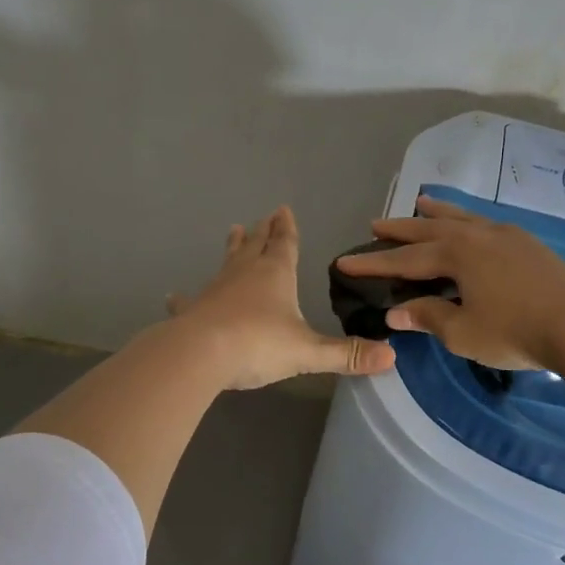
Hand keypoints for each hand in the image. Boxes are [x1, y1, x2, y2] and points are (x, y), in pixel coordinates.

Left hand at [166, 206, 395, 389]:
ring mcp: (215, 290)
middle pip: (255, 246)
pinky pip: (189, 301)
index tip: (283, 209)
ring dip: (232, 249)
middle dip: (262, 231)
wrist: (200, 354)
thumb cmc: (258, 344)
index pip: (284, 244)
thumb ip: (347, 354)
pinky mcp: (192, 311)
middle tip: (263, 217)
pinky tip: (174, 296)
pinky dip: (184, 298)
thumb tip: (391, 356)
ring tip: (233, 231)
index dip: (286, 228)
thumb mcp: (308, 352)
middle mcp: (244, 274)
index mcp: (275, 275)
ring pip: (226, 263)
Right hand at [334, 195, 564, 369]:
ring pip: (461, 218)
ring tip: (420, 204)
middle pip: (429, 229)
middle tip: (375, 224)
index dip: (373, 263)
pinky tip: (469, 225)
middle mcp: (476, 235)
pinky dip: (465, 219)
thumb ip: (428, 317)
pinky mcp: (527, 243)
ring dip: (436, 213)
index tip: (344, 261)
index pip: (404, 259)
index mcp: (456, 255)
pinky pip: (483, 222)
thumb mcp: (463, 332)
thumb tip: (396, 313)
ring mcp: (505, 235)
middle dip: (400, 229)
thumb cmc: (516, 330)